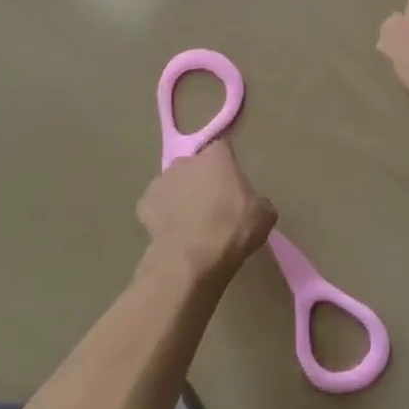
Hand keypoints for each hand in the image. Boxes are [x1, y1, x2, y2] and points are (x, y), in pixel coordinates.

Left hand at [137, 139, 276, 276]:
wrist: (191, 258)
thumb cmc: (232, 229)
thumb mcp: (264, 216)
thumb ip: (257, 201)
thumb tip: (253, 204)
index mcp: (217, 157)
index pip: (223, 150)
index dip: (227, 168)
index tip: (232, 187)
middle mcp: (186, 161)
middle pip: (196, 166)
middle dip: (202, 181)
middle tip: (212, 208)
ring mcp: (161, 180)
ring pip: (174, 185)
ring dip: (181, 197)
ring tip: (191, 225)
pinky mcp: (143, 203)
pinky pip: (157, 206)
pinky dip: (163, 216)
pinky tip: (173, 234)